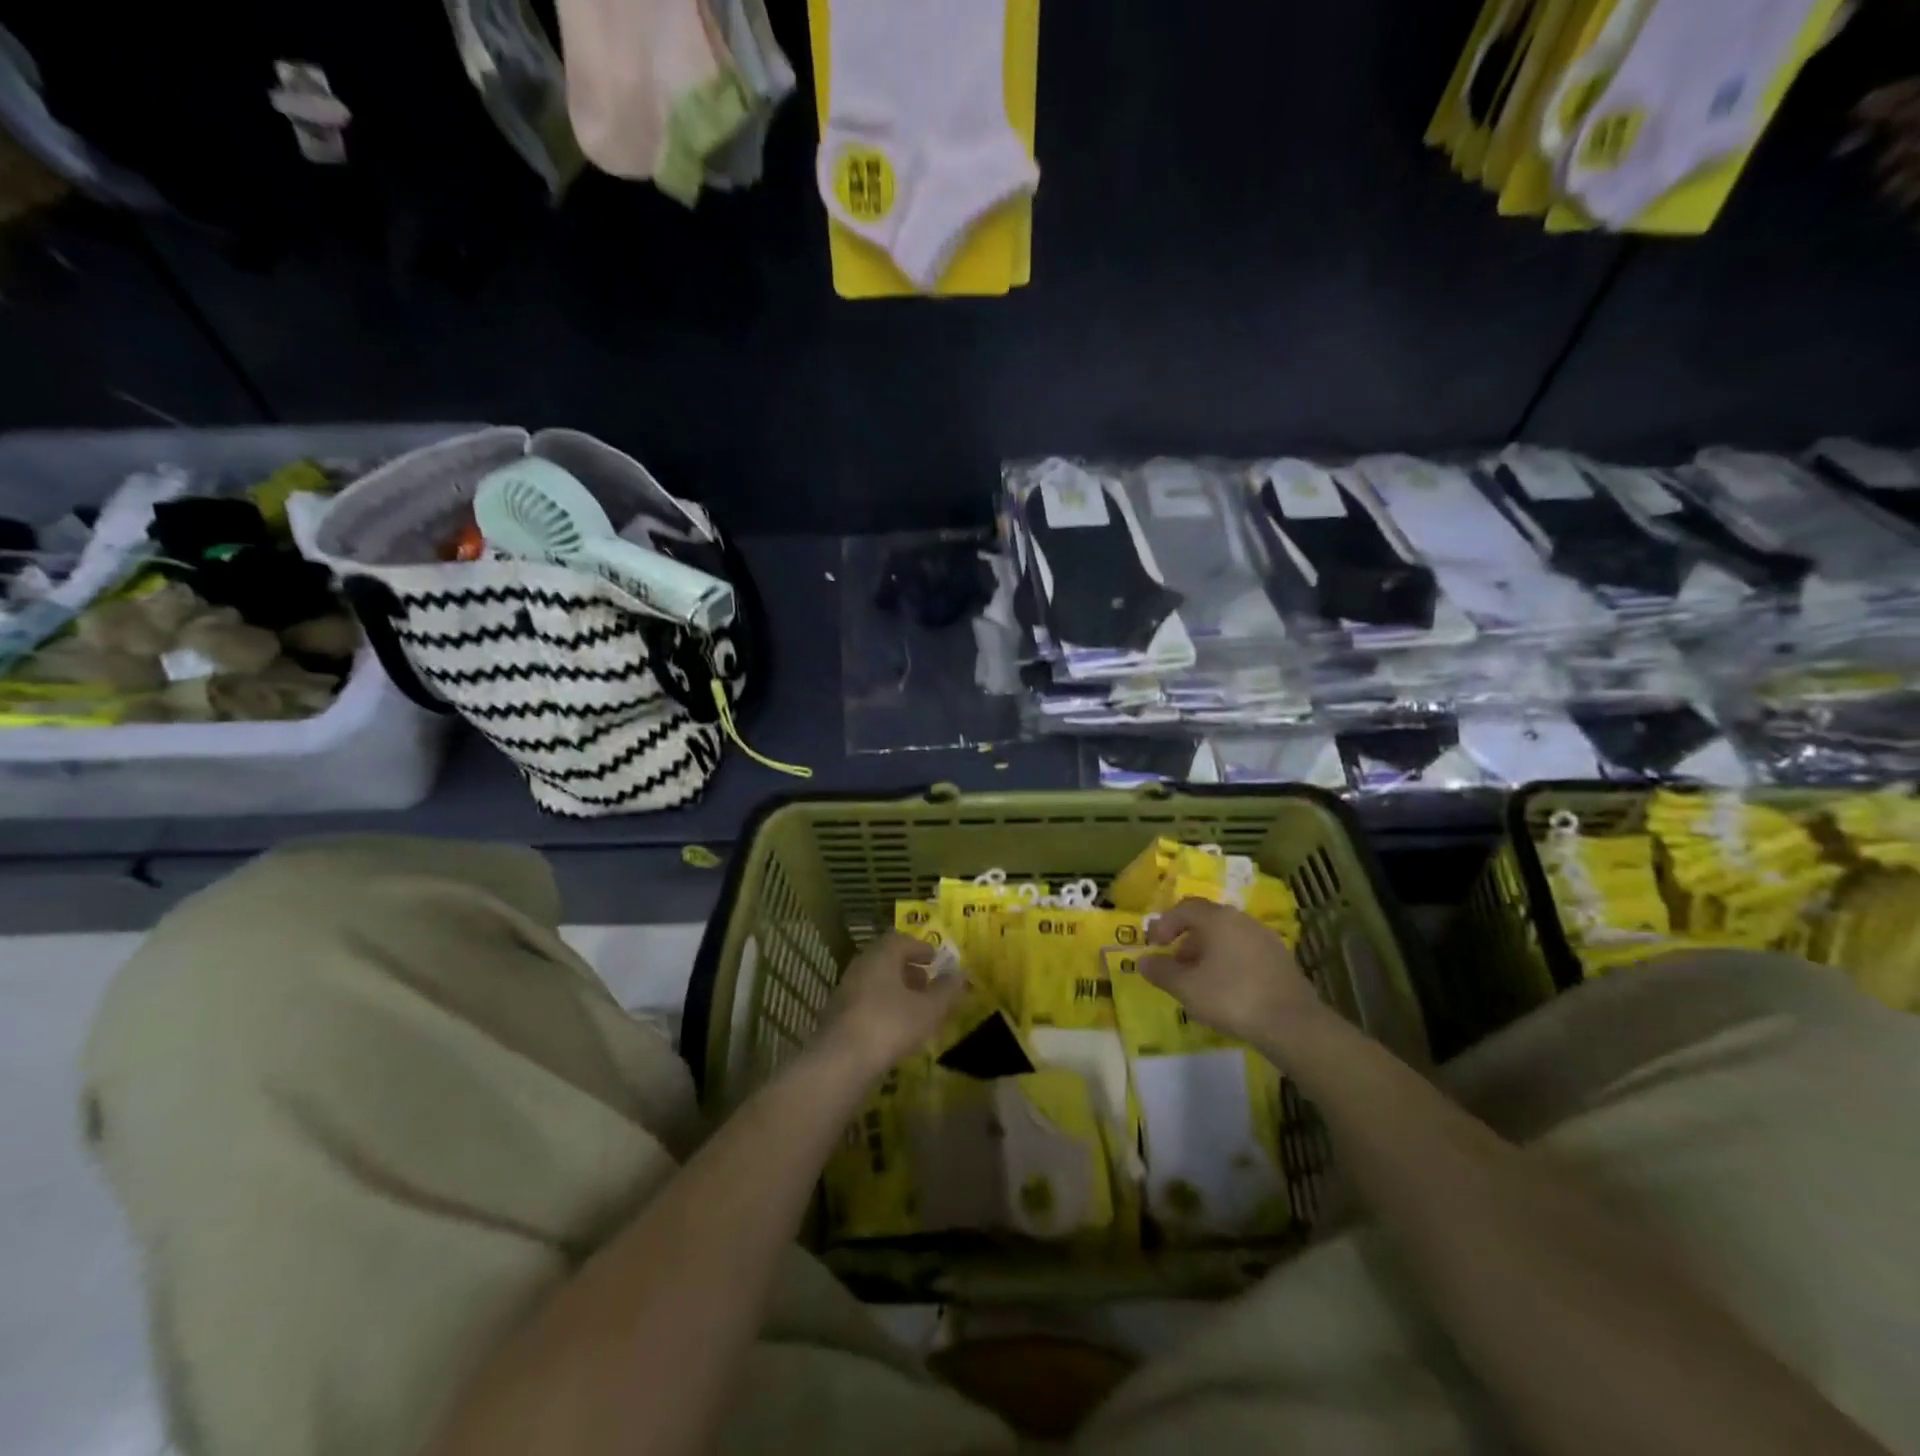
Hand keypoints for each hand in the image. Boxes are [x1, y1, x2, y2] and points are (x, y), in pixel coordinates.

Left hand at [813, 932, 967, 1081]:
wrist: (841, 1062)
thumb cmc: (890, 1025)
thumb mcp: (929, 1009)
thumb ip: (946, 991)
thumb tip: (960, 974)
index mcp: (881, 955)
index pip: (900, 940)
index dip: (920, 947)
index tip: (935, 958)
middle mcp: (860, 966)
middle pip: (886, 960)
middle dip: (908, 968)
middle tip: (927, 980)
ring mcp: (846, 991)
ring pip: (875, 981)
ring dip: (896, 988)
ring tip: (915, 1006)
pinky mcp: (838, 1016)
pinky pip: (866, 1001)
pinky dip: (883, 1006)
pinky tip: (895, 1026)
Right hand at [1143, 898, 1323, 1046]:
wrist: (1291, 1024)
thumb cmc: (1231, 997)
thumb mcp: (1186, 987)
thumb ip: (1161, 971)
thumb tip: (1142, 961)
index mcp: (1218, 919)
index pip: (1185, 908)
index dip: (1165, 923)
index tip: (1154, 944)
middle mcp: (1242, 920)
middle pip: (1208, 921)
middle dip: (1186, 940)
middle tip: (1175, 964)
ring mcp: (1266, 939)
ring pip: (1228, 938)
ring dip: (1208, 953)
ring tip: (1199, 981)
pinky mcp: (1281, 960)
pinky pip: (1246, 953)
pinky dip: (1229, 963)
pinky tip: (1226, 990)